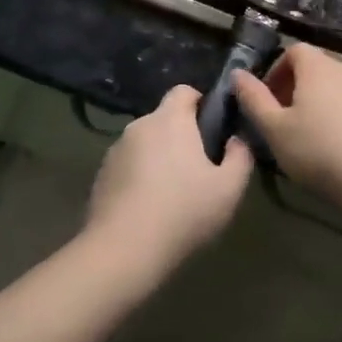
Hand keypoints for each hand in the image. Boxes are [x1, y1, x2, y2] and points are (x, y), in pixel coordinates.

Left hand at [84, 85, 252, 282]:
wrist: (123, 250)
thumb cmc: (183, 212)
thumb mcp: (229, 188)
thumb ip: (240, 156)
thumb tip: (235, 140)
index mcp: (170, 119)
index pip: (184, 91)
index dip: (200, 103)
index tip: (212, 129)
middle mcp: (140, 125)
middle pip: (164, 119)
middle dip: (181, 137)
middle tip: (198, 170)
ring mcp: (115, 150)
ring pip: (145, 144)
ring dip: (158, 158)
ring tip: (172, 195)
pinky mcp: (101, 175)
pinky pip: (127, 166)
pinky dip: (138, 178)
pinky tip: (148, 210)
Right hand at [233, 45, 341, 218]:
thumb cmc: (321, 151)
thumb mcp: (275, 130)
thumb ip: (253, 99)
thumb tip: (238, 74)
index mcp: (317, 66)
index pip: (293, 51)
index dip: (276, 71)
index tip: (267, 101)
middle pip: (315, 69)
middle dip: (295, 90)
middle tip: (283, 123)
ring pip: (335, 89)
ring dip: (318, 105)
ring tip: (309, 139)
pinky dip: (340, 118)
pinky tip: (337, 150)